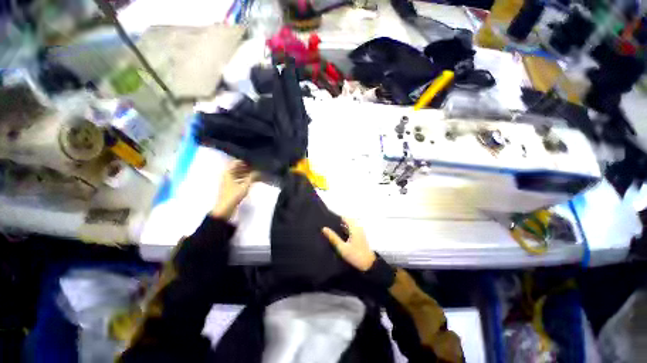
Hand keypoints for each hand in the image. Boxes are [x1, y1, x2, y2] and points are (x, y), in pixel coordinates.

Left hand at [210, 160, 256, 219]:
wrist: (225, 209)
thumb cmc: (233, 195)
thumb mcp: (244, 186)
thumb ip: (252, 177)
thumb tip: (258, 171)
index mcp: (228, 173)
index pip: (236, 162)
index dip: (245, 161)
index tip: (254, 160)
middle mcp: (227, 175)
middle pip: (238, 168)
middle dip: (247, 167)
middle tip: (257, 166)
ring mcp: (229, 181)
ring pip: (239, 174)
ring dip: (247, 173)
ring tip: (257, 172)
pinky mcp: (231, 187)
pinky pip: (239, 179)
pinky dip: (245, 178)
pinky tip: (252, 180)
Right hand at [322, 218, 375, 271]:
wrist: (369, 265)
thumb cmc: (355, 255)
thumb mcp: (342, 248)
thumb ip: (333, 237)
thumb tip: (324, 228)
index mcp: (354, 227)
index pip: (344, 217)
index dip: (336, 218)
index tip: (328, 220)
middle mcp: (358, 227)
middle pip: (347, 220)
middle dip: (338, 222)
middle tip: (329, 226)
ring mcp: (360, 231)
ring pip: (349, 224)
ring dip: (342, 226)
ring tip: (332, 231)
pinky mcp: (360, 236)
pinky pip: (352, 229)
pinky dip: (346, 230)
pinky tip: (340, 236)